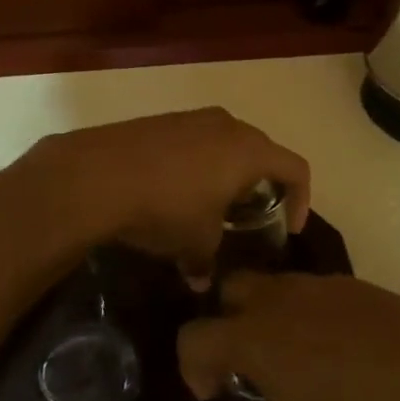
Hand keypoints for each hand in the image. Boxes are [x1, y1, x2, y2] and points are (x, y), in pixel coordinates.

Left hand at [26, 109, 309, 284]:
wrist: (97, 174)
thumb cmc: (166, 208)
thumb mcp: (194, 243)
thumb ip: (207, 262)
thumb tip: (202, 282)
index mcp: (249, 151)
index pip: (296, 168)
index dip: (302, 199)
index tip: (290, 226)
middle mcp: (227, 125)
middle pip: (261, 151)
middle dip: (260, 184)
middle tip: (248, 215)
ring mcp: (191, 118)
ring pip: (224, 143)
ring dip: (225, 172)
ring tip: (209, 204)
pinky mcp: (160, 120)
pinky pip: (192, 141)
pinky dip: (195, 164)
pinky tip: (173, 190)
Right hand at [178, 271, 399, 400]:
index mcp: (256, 340)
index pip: (196, 338)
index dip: (193, 367)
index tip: (214, 393)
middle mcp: (283, 301)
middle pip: (233, 290)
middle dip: (229, 321)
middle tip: (251, 363)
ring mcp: (325, 287)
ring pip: (279, 287)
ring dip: (276, 317)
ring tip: (305, 360)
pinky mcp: (362, 287)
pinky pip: (320, 294)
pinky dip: (317, 317)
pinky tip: (348, 353)